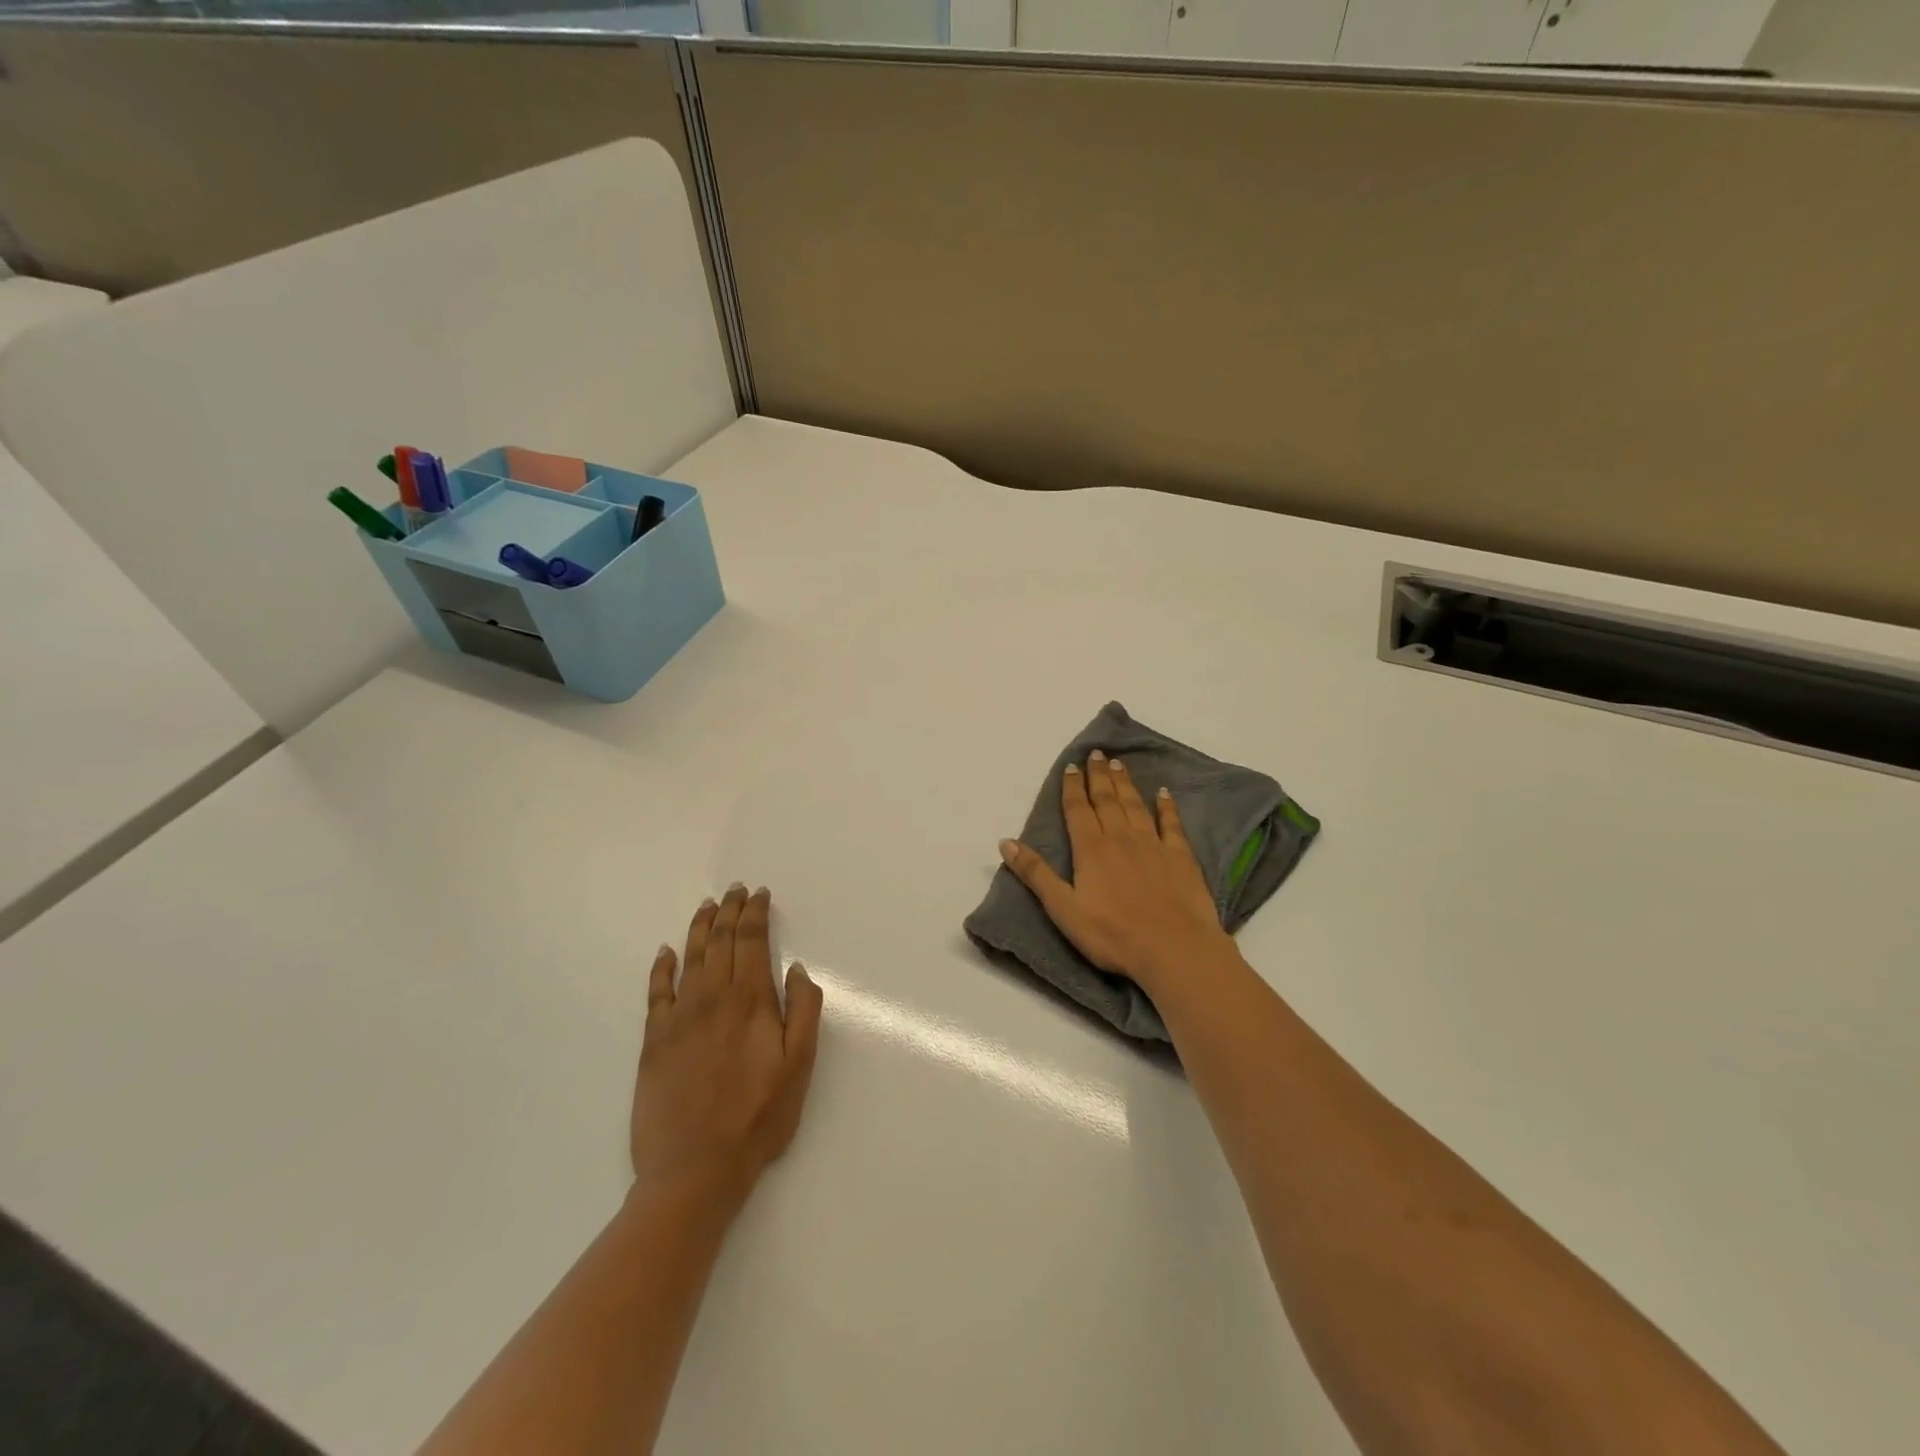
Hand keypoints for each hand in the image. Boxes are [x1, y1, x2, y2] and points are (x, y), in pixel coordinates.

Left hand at [631, 885, 824, 1213]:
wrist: (694, 1170)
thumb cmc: (757, 1118)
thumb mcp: (799, 1066)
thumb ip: (803, 1011)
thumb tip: (796, 969)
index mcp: (749, 1000)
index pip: (751, 940)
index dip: (755, 913)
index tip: (759, 894)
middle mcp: (712, 997)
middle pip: (719, 940)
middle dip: (729, 910)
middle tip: (735, 889)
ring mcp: (678, 1017)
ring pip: (689, 958)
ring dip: (699, 927)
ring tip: (707, 906)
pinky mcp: (653, 1041)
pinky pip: (656, 992)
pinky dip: (661, 968)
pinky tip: (665, 952)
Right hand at [998, 751, 1238, 996]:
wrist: (1174, 949)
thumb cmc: (1113, 934)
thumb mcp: (1063, 909)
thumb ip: (1036, 874)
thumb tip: (1005, 842)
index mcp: (1091, 849)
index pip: (1078, 810)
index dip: (1072, 787)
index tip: (1071, 766)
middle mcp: (1121, 837)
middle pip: (1106, 800)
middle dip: (1098, 776)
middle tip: (1096, 753)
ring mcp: (1153, 844)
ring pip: (1135, 805)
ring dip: (1125, 783)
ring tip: (1119, 764)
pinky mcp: (1181, 856)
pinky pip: (1171, 823)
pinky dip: (1166, 806)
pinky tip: (1164, 793)